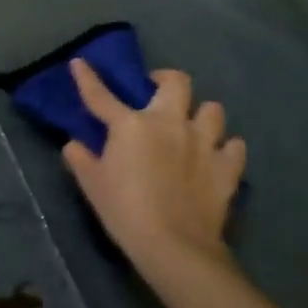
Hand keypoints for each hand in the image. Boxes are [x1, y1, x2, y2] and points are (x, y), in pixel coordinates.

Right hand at [62, 59, 247, 285]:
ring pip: (213, 109)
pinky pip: (234, 146)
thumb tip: (73, 145)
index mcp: (131, 125)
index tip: (80, 63)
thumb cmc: (125, 211)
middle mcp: (170, 123)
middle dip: (166, 80)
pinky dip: (226, 149)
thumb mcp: (92, 185)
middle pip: (177, 82)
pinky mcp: (227, 167)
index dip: (87, 78)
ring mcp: (203, 142)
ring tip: (193, 127)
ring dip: (202, 115)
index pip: (101, 96)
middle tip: (156, 91)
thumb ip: (80, 159)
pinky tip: (217, 157)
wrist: (173, 245)